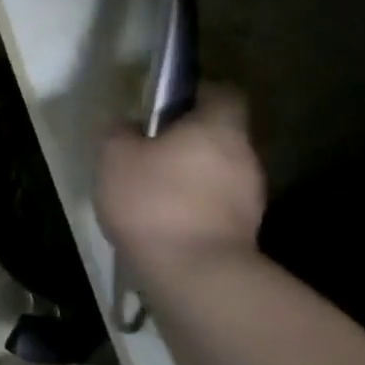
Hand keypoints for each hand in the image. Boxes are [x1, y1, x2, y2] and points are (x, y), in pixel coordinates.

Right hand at [96, 85, 265, 278]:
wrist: (192, 271)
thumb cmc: (152, 199)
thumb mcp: (114, 156)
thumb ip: (119, 131)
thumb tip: (128, 125)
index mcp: (217, 127)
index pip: (222, 93)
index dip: (198, 93)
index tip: (168, 104)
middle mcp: (243, 154)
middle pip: (219, 134)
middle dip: (188, 138)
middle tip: (149, 149)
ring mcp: (250, 194)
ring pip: (218, 170)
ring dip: (191, 174)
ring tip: (152, 189)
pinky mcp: (245, 229)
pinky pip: (216, 203)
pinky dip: (194, 204)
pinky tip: (163, 218)